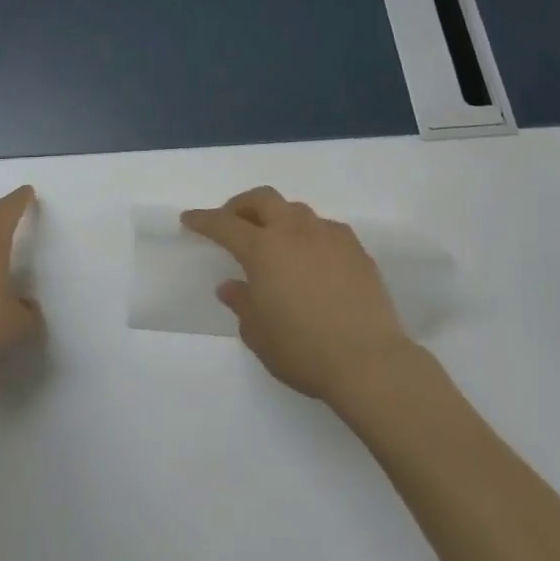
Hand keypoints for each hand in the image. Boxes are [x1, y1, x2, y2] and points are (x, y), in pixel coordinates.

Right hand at [183, 186, 413, 404]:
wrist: (370, 362)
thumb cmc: (304, 351)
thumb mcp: (259, 335)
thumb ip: (242, 304)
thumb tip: (232, 286)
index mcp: (263, 249)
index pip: (224, 224)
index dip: (204, 220)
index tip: (189, 218)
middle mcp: (294, 232)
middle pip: (263, 199)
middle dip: (242, 205)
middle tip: (233, 221)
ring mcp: (328, 236)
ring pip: (296, 210)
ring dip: (278, 218)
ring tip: (275, 240)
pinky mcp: (356, 249)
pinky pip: (325, 228)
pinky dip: (310, 234)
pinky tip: (312, 256)